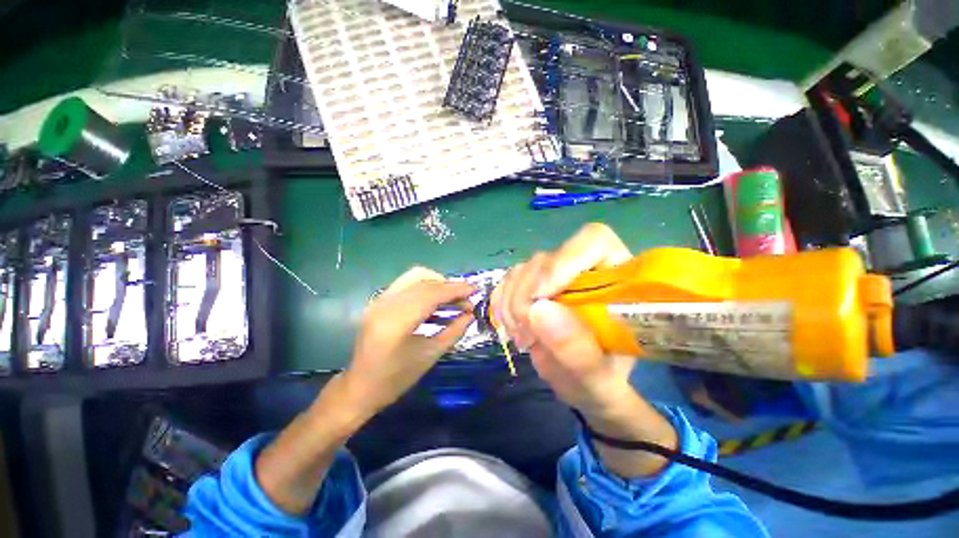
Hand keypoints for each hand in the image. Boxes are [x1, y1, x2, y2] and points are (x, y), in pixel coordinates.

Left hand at [342, 267, 475, 416]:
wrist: (360, 387)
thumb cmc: (396, 378)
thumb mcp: (430, 356)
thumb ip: (454, 332)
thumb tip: (471, 314)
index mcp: (396, 321)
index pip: (431, 294)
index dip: (456, 290)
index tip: (475, 290)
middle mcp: (385, 304)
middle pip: (424, 281)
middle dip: (449, 286)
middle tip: (466, 299)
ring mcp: (379, 300)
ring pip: (415, 278)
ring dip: (438, 284)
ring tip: (454, 299)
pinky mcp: (379, 301)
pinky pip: (407, 285)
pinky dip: (426, 288)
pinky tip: (437, 302)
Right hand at [492, 224, 676, 476]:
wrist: (584, 384)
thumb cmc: (603, 382)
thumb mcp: (597, 379)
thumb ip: (577, 350)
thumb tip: (538, 310)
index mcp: (616, 279)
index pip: (593, 241)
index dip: (562, 261)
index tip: (540, 299)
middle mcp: (583, 268)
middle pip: (546, 259)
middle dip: (527, 297)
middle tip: (527, 337)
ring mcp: (554, 275)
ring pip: (521, 270)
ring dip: (512, 304)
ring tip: (522, 339)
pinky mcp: (532, 285)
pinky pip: (506, 281)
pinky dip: (501, 304)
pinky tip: (510, 327)